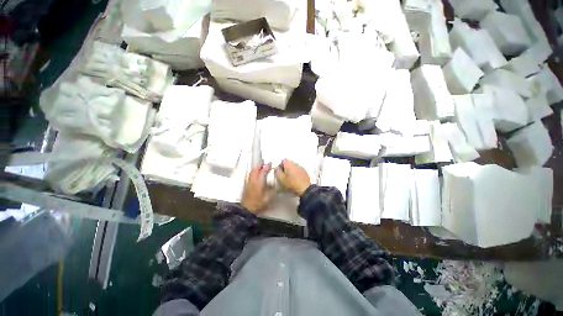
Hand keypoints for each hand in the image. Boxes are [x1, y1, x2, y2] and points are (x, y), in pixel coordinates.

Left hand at [241, 163, 272, 213]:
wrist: (247, 209)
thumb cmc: (258, 203)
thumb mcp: (268, 197)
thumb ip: (273, 190)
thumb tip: (276, 185)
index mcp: (259, 182)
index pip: (263, 171)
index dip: (267, 167)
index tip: (270, 163)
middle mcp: (253, 180)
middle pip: (255, 169)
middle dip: (260, 165)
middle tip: (264, 162)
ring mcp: (249, 182)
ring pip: (252, 172)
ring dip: (256, 168)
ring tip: (260, 166)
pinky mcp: (246, 185)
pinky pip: (250, 175)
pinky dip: (253, 172)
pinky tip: (255, 173)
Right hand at [275, 159, 310, 195]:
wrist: (304, 188)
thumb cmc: (291, 183)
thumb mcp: (281, 178)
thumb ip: (277, 171)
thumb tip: (276, 168)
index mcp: (289, 163)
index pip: (283, 160)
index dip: (280, 165)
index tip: (279, 172)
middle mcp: (295, 163)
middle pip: (288, 163)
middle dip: (285, 168)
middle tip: (283, 175)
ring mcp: (301, 167)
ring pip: (293, 166)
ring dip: (291, 170)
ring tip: (289, 178)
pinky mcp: (305, 171)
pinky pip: (298, 170)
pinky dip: (296, 173)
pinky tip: (295, 179)